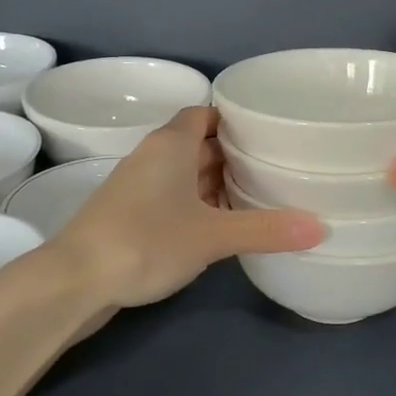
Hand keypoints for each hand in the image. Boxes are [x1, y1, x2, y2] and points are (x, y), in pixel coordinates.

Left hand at [50, 106, 322, 308]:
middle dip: (234, 153)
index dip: (235, 118)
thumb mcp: (212, 235)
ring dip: (216, 182)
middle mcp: (153, 158)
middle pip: (199, 144)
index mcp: (170, 145)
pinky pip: (173, 199)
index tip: (270, 130)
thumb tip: (321, 227)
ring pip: (185, 174)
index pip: (205, 113)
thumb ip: (265, 229)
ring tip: (259, 194)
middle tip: (277, 163)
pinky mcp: (131, 217)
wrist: (74, 281)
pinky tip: (223, 225)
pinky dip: (198, 205)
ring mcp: (138, 188)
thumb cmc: (145, 241)